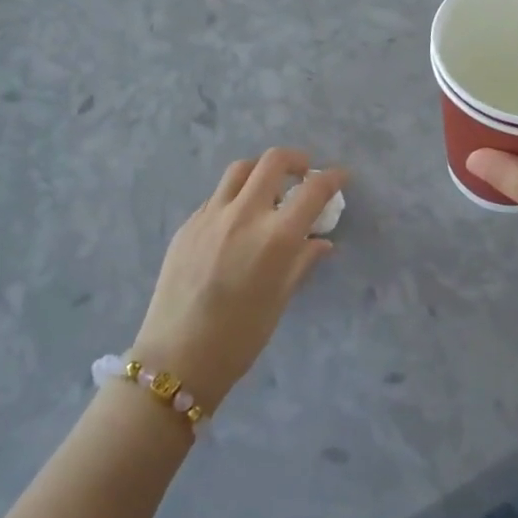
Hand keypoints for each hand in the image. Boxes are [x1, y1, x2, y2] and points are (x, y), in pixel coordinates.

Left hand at [132, 149, 344, 411]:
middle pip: (273, 160)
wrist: (177, 357)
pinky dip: (235, 196)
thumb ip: (301, 262)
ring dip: (261, 170)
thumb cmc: (239, 338)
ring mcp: (211, 214)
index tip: (340, 176)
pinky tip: (237, 220)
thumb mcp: (280, 300)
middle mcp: (244, 214)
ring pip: (241, 169)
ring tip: (268, 188)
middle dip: (296, 160)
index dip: (332, 178)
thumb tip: (321, 241)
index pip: (312, 191)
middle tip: (304, 174)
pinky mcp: (188, 223)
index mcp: (275, 237)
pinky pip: (217, 196)